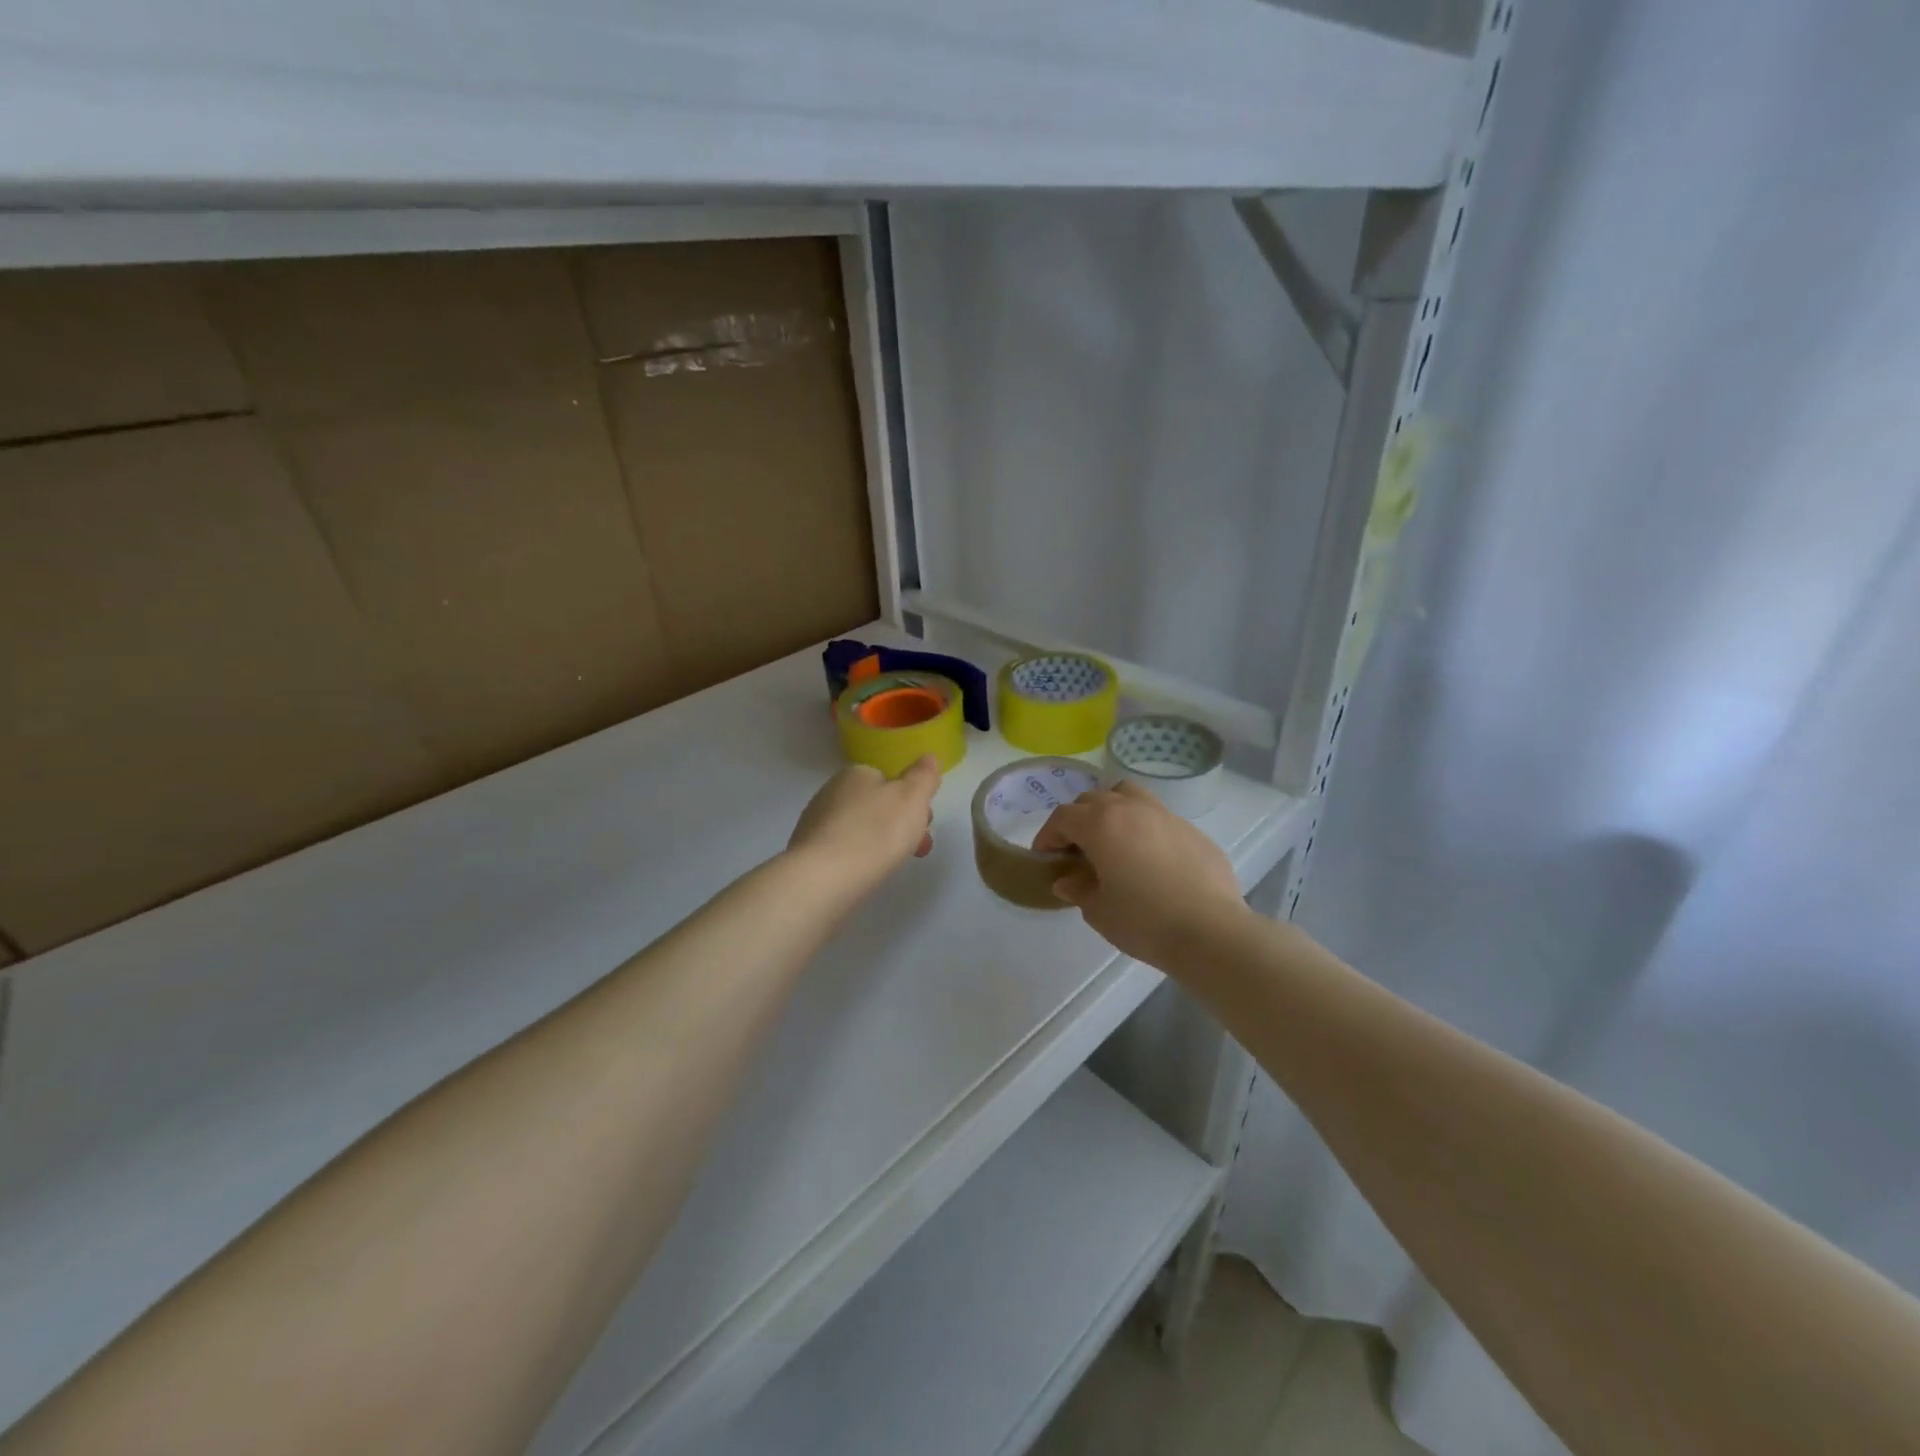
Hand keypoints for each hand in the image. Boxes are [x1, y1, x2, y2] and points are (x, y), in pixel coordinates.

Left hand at [787, 755, 941, 890]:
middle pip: (873, 805)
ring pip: (856, 829)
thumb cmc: (876, 832)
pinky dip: (854, 860)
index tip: (923, 825)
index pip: (888, 781)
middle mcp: (830, 791)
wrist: (825, 878)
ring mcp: (814, 822)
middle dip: (895, 825)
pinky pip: (840, 850)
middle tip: (912, 849)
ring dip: (875, 843)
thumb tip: (929, 757)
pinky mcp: (806, 852)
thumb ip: (923, 776)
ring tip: (888, 867)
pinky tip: (861, 875)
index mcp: (856, 774)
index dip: (910, 802)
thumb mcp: (912, 798)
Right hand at [1033, 780, 1248, 968]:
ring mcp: (1165, 815)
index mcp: (1101, 824)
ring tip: (1112, 841)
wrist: (1210, 931)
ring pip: (1128, 796)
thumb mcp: (1099, 911)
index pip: (1063, 817)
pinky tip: (1150, 861)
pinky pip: (1157, 818)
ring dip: (1112, 811)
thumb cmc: (1144, 921)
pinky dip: (1144, 829)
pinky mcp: (1191, 830)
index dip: (1048, 835)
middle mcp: (1131, 809)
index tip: (1046, 857)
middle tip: (1077, 851)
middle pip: (1093, 800)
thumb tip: (1067, 880)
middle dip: (1078, 821)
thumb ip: (1079, 889)